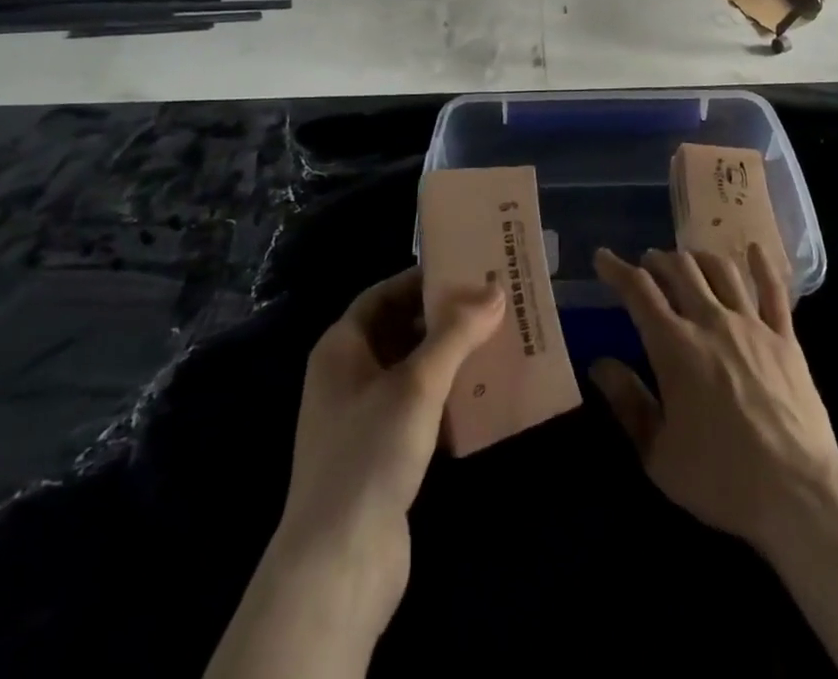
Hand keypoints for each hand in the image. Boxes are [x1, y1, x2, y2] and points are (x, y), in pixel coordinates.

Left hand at [275, 268, 504, 629]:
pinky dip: (449, 400)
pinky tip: (486, 397)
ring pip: (414, 372)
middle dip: (445, 320)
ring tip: (499, 343)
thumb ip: (456, 334)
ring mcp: (363, 418)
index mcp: (342, 348)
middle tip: (493, 305)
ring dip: (452, 360)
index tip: (467, 271)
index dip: (422, 280)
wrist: (338, 566)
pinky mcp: (382, 455)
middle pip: (401, 331)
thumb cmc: (370, 453)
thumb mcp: (418, 383)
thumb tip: (494, 290)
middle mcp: (348, 376)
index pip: (383, 294)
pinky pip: (420, 410)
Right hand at [590, 245, 837, 557]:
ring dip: (698, 258)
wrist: (797, 493)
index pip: (639, 292)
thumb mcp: (658, 454)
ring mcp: (752, 325)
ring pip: (721, 270)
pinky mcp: (786, 338)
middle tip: (647, 264)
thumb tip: (599, 364)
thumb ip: (628, 403)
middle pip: (680, 270)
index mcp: (675, 347)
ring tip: (688, 260)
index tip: (603, 257)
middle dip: (658, 260)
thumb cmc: (720, 479)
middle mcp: (711, 322)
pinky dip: (761, 266)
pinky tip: (753, 249)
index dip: (617, 269)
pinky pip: (774, 291)